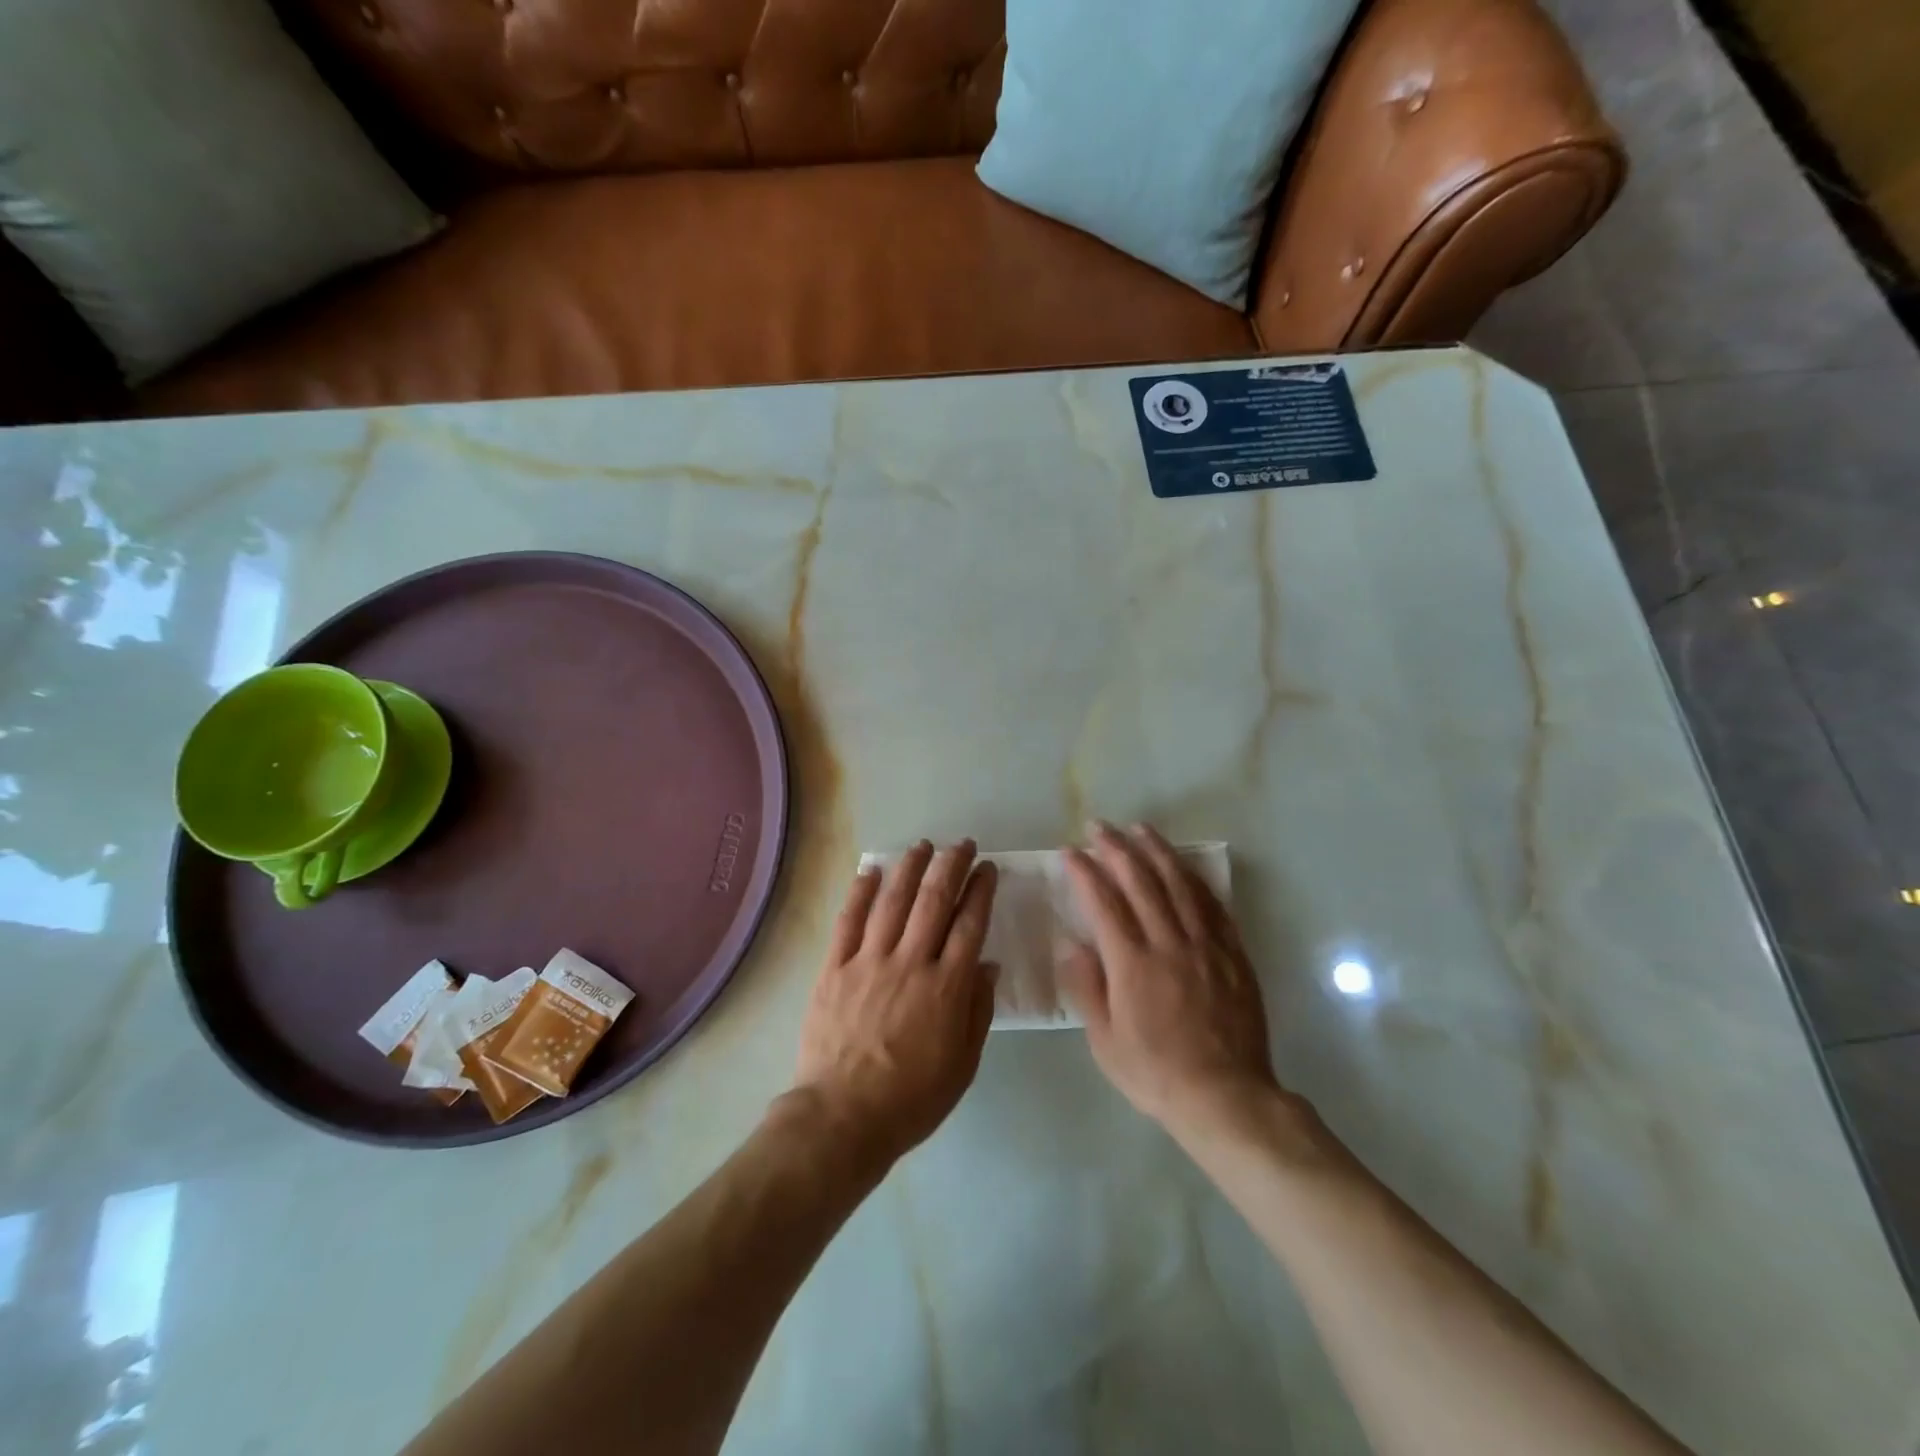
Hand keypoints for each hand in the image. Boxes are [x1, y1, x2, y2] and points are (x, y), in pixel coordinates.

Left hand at [793, 840, 997, 1165]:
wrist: (843, 1117)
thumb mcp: (963, 1064)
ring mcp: (869, 961)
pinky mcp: (835, 968)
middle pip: (934, 900)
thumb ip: (977, 1010)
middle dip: (951, 866)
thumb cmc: (912, 1098)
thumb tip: (987, 964)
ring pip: (893, 900)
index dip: (981, 890)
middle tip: (962, 844)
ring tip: (922, 846)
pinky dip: (861, 892)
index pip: (969, 923)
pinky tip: (871, 871)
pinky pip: (849, 920)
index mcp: (946, 986)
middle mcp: (910, 962)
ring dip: (910, 867)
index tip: (988, 869)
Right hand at [1059, 822, 1279, 1137]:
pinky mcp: (1233, 954)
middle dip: (1117, 848)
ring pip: (1179, 884)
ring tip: (1140, 829)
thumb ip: (1086, 987)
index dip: (1085, 872)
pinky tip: (1185, 866)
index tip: (1070, 852)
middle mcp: (1169, 943)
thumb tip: (1071, 943)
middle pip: (1141, 881)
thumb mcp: (1105, 1041)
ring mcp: (1205, 945)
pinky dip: (1195, 879)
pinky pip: (1212, 905)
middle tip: (1100, 826)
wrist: (1226, 1096)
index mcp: (1132, 964)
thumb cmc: (1155, 1073)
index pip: (1104, 903)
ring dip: (1157, 851)